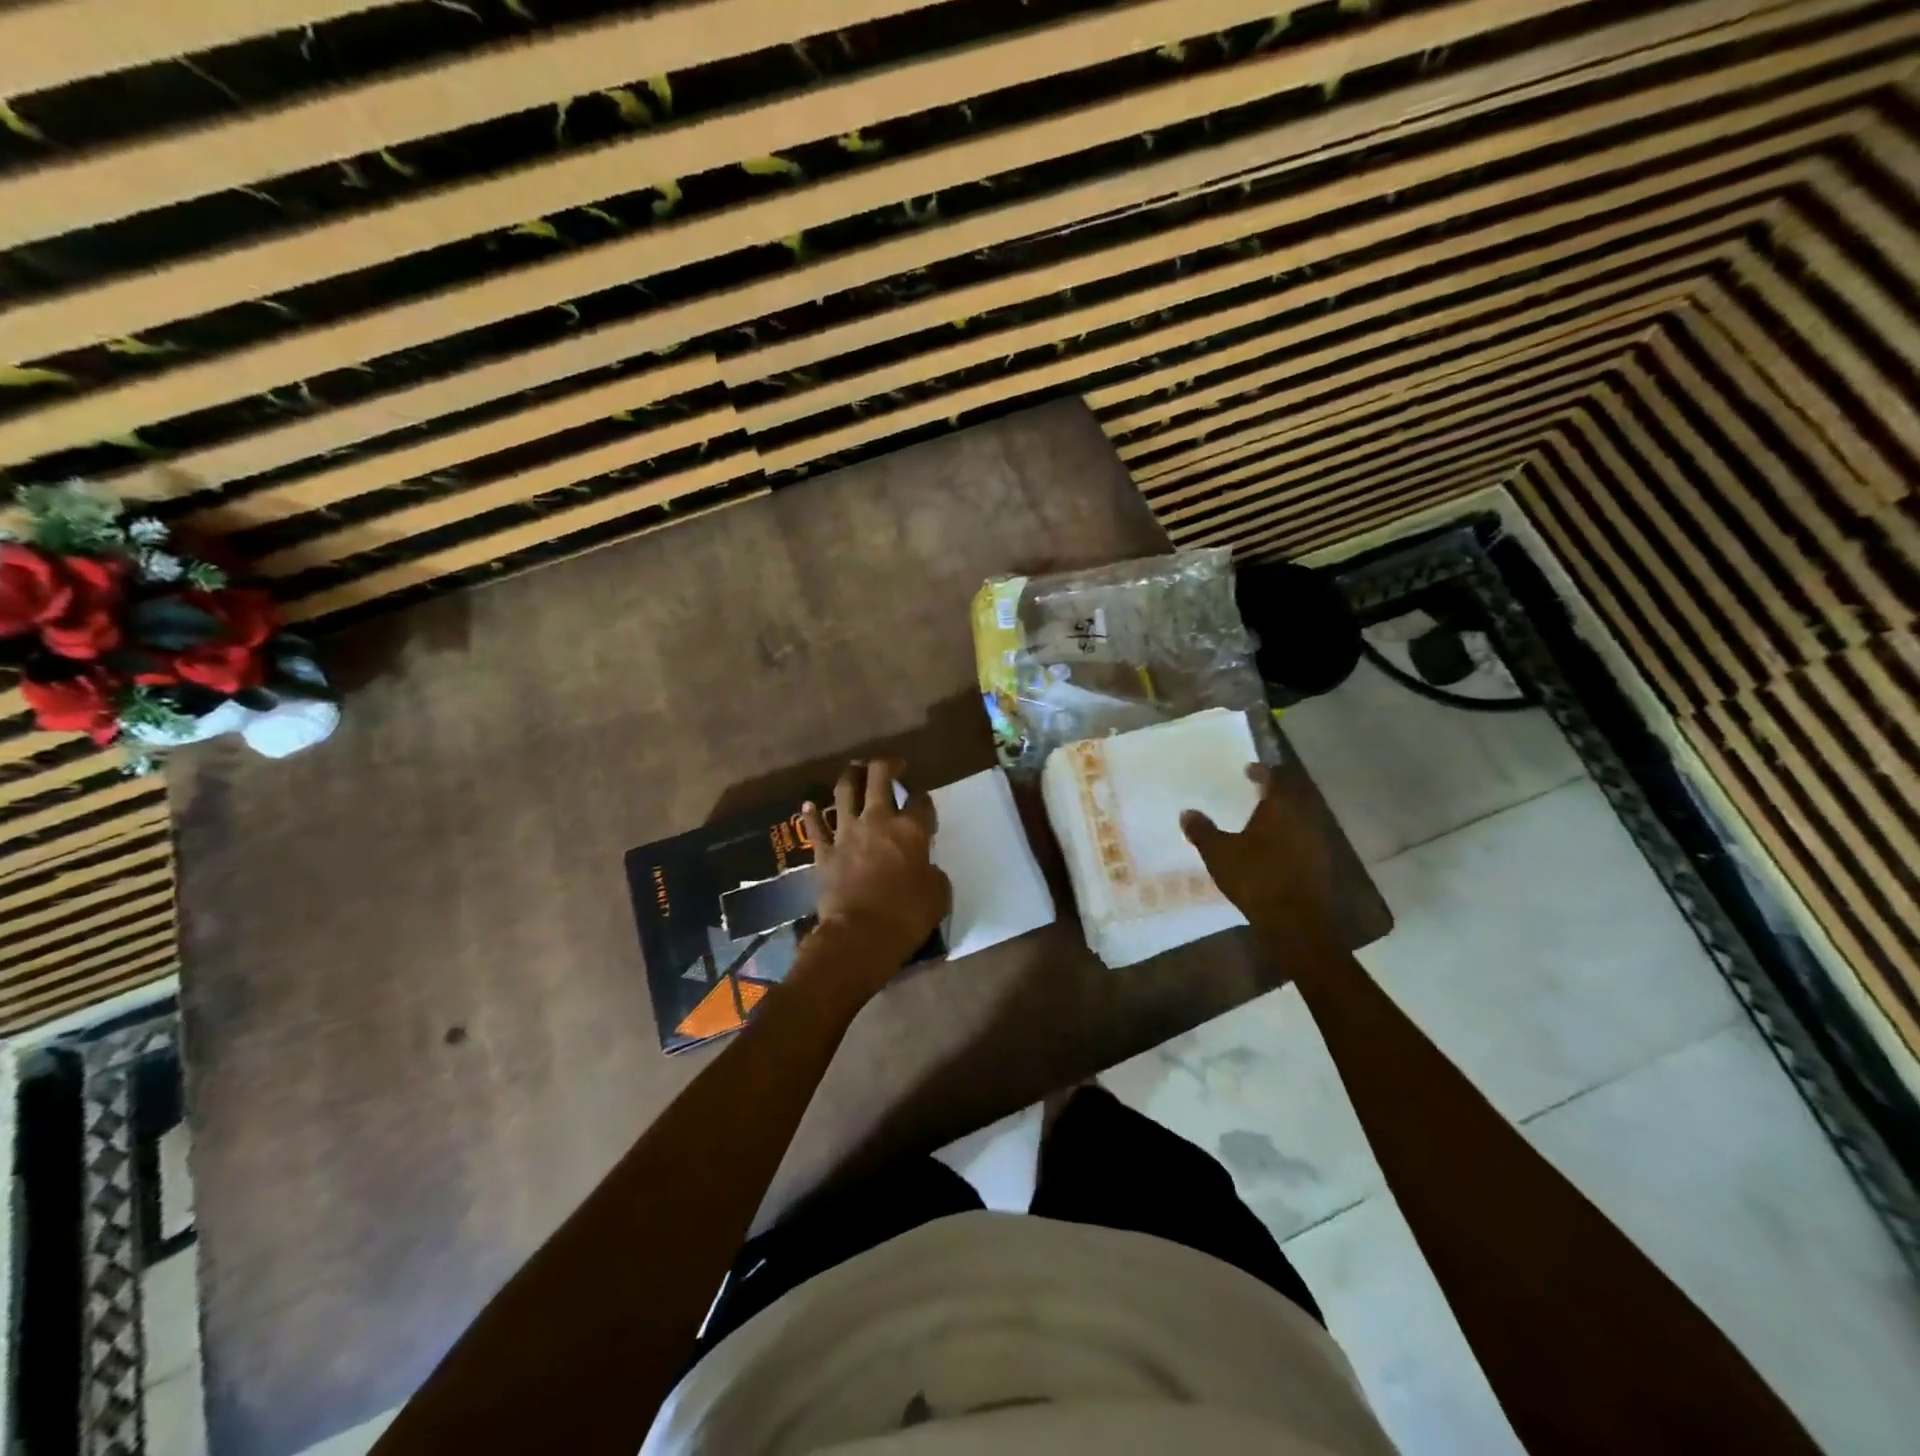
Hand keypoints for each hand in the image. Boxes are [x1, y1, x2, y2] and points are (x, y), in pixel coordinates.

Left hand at [800, 760, 951, 981]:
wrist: (859, 935)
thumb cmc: (907, 915)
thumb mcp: (938, 894)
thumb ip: (933, 873)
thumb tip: (925, 869)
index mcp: (911, 830)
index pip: (920, 801)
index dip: (923, 798)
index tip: (922, 802)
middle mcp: (878, 821)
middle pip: (879, 778)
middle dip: (886, 765)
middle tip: (892, 765)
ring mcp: (847, 833)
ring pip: (844, 792)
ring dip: (850, 777)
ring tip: (854, 770)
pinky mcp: (824, 852)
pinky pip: (815, 827)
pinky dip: (812, 814)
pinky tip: (809, 805)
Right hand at [1182, 763, 1339, 954]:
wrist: (1297, 923)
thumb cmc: (1256, 878)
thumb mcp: (1219, 854)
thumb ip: (1202, 831)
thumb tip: (1187, 812)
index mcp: (1281, 808)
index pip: (1276, 778)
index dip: (1262, 771)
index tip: (1248, 770)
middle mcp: (1304, 819)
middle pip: (1292, 796)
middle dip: (1274, 793)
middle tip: (1253, 793)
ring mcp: (1316, 843)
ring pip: (1299, 819)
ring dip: (1282, 816)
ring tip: (1260, 821)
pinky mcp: (1320, 865)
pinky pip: (1303, 841)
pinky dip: (1288, 838)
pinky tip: (1272, 850)